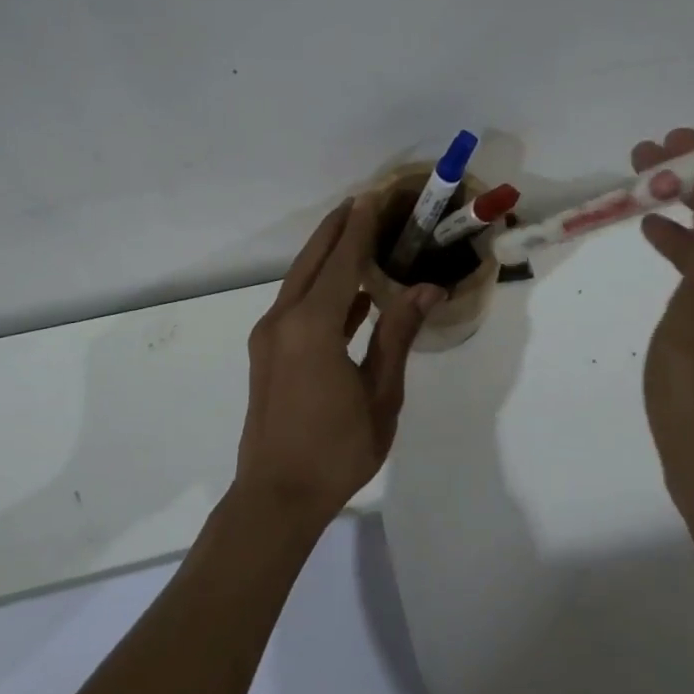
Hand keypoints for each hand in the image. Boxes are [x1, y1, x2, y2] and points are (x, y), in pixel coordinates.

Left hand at [238, 195, 444, 525]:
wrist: (275, 497)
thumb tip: (426, 290)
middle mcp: (283, 321)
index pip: (341, 262)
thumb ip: (397, 336)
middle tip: (362, 203)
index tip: (373, 196)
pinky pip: (296, 306)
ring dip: (326, 257)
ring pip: (300, 282)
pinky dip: (320, 291)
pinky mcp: (267, 354)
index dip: (360, 228)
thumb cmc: (336, 450)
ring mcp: (269, 337)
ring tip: (356, 237)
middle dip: (337, 230)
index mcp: (312, 326)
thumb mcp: (380, 395)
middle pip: (312, 262)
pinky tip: (349, 295)